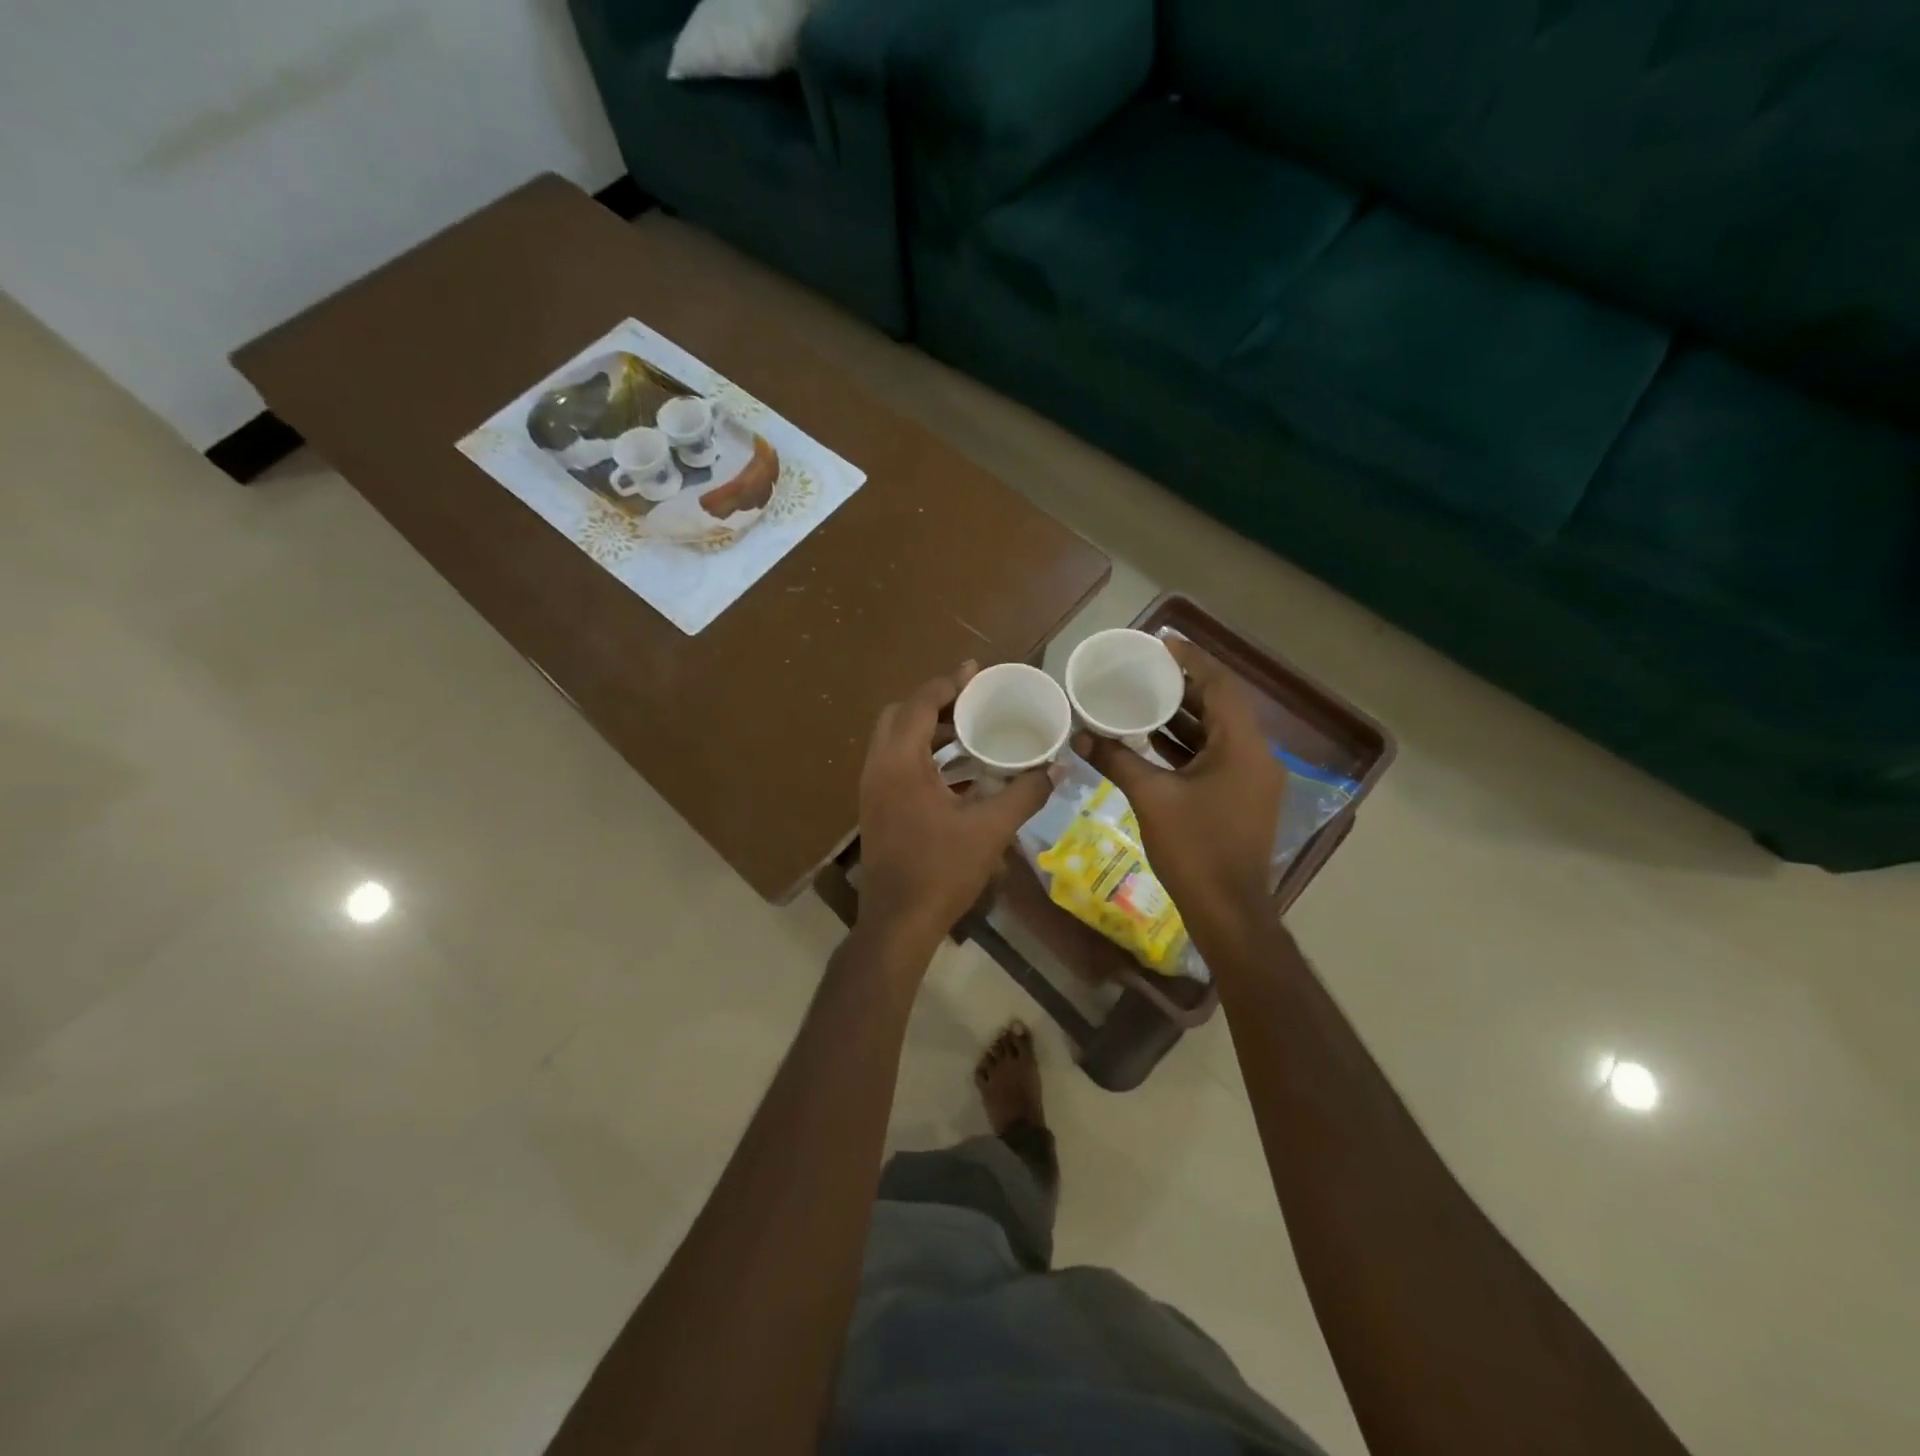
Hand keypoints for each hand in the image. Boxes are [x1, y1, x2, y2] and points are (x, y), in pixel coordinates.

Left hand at [856, 664, 1051, 955]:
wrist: (899, 922)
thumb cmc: (941, 869)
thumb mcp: (990, 829)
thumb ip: (1025, 793)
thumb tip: (1058, 768)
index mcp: (899, 763)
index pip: (918, 705)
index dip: (946, 684)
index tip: (975, 672)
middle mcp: (878, 768)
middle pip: (899, 716)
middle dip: (934, 702)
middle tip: (971, 700)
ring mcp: (874, 790)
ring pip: (897, 742)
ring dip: (930, 730)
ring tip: (971, 728)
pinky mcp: (878, 809)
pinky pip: (899, 765)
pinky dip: (925, 756)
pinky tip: (960, 770)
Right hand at [1080, 639, 1284, 932]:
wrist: (1228, 911)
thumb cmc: (1195, 849)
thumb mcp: (1151, 798)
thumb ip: (1116, 760)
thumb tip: (1080, 736)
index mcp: (1241, 745)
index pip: (1220, 684)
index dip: (1192, 659)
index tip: (1159, 642)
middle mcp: (1255, 754)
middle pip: (1220, 705)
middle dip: (1183, 685)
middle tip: (1143, 670)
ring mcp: (1251, 778)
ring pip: (1217, 732)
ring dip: (1183, 715)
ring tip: (1141, 697)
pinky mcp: (1241, 797)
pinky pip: (1214, 756)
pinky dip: (1186, 744)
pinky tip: (1152, 740)